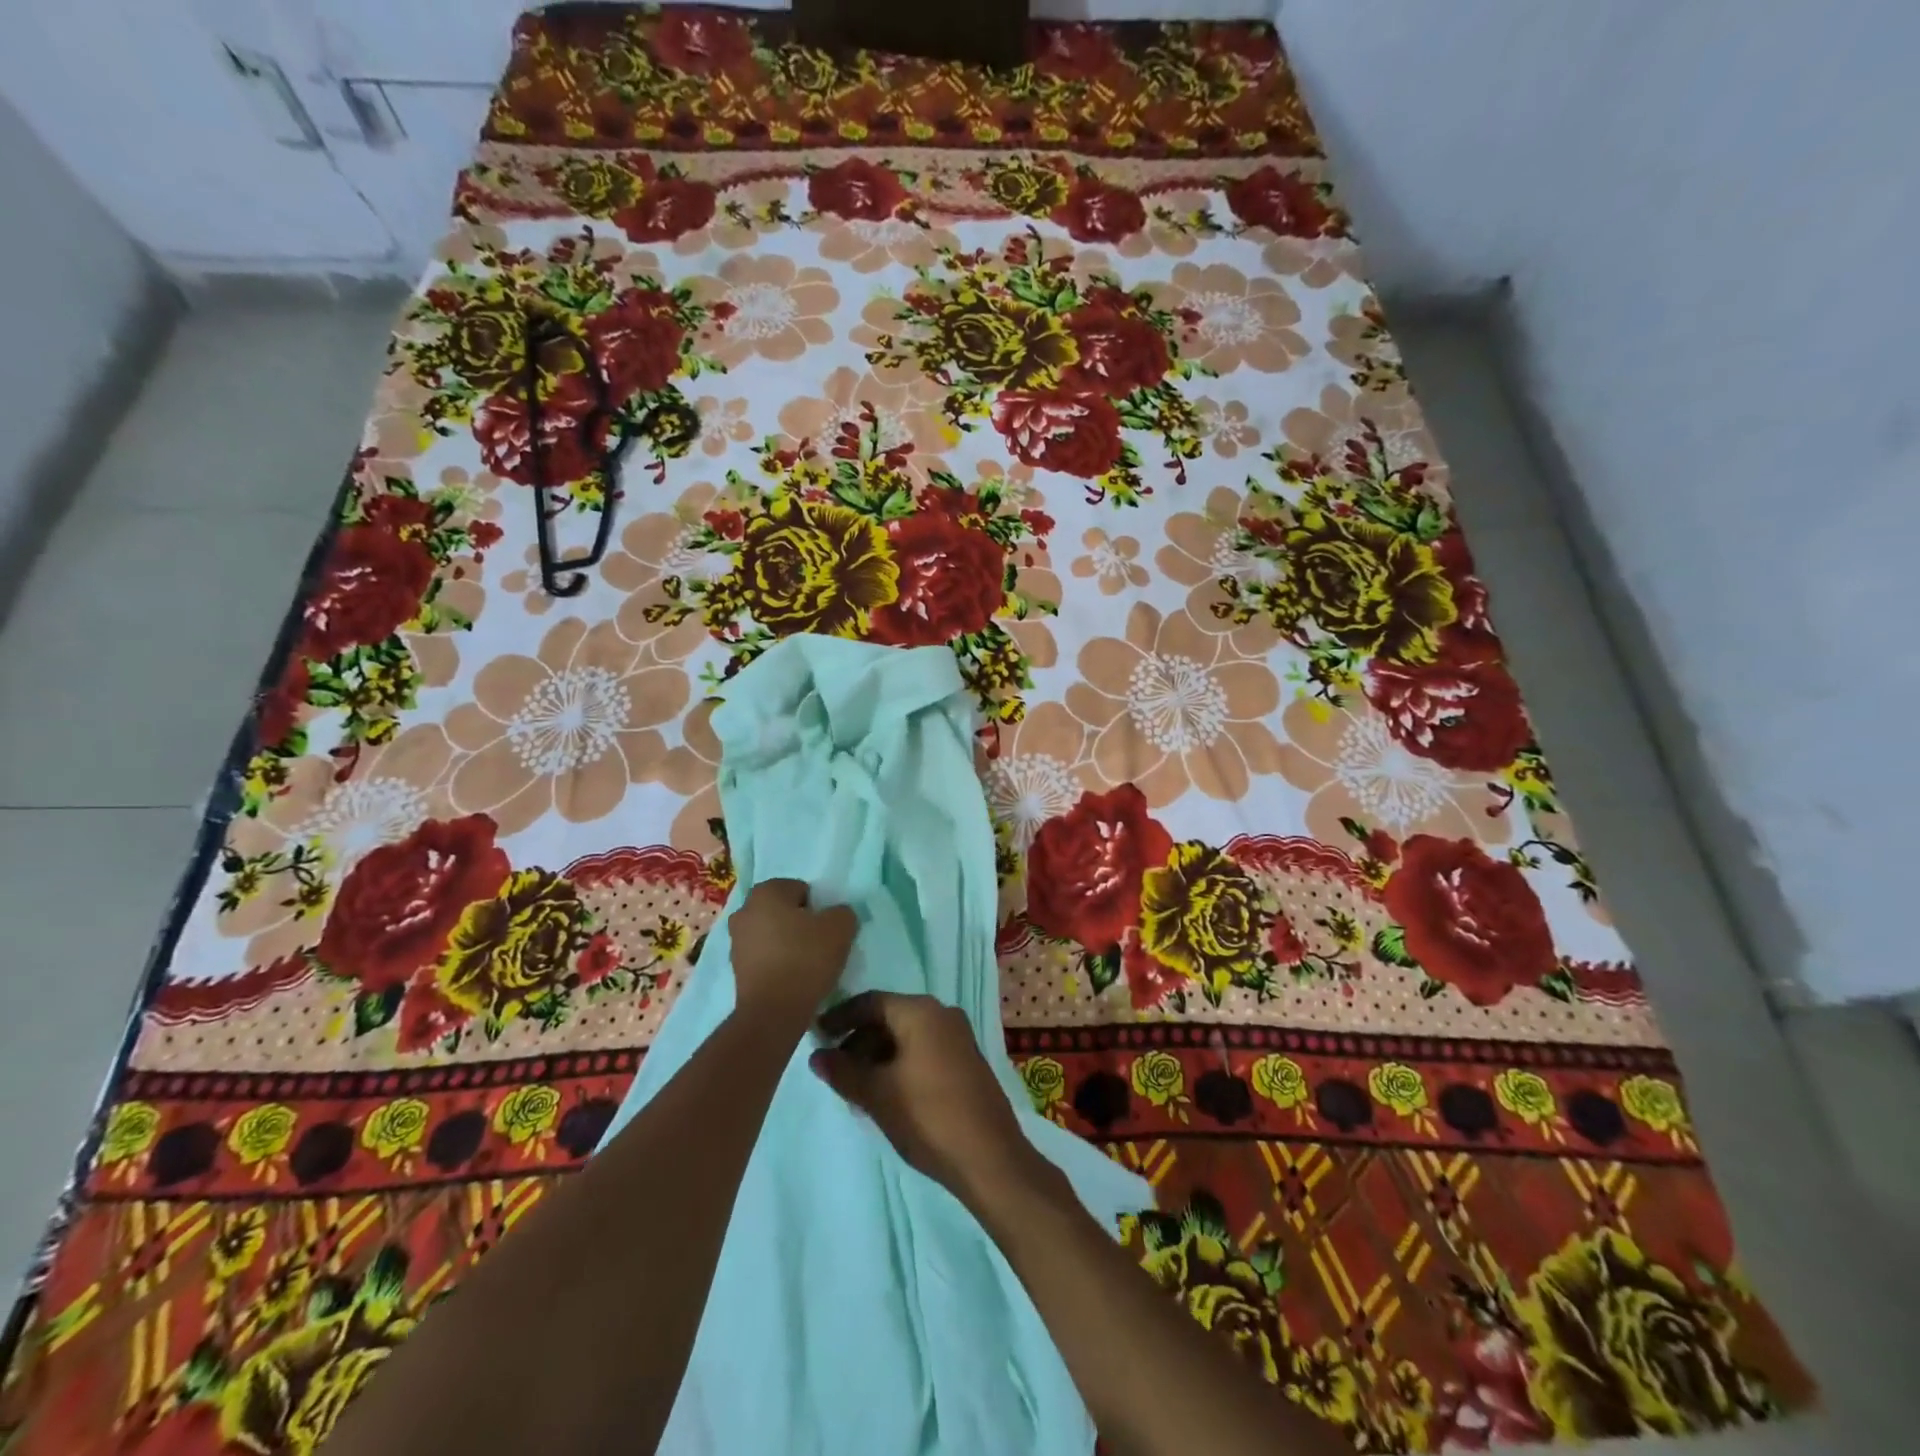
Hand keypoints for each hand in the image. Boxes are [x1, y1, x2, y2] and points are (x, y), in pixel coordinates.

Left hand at [727, 879, 857, 1030]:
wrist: (773, 1011)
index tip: (826, 928)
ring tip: (807, 964)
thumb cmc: (806, 959)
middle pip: (782, 911)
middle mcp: (744, 910)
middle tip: (819, 943)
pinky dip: (776, 962)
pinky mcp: (735, 968)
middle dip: (799, 923)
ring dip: (786, 943)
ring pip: (771, 933)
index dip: (817, 907)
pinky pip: (763, 956)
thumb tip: (836, 915)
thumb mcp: (840, 927)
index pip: (800, 889)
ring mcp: (735, 940)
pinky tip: (792, 978)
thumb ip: (842, 912)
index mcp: (766, 891)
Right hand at [809, 992, 1046, 1210]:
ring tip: (856, 1088)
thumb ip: (843, 1071)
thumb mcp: (876, 1094)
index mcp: (920, 1011)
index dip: (840, 1017)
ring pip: (906, 1035)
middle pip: (888, 1016)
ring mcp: (957, 1035)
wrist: (989, 1157)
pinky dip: (899, 1063)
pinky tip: (886, 1092)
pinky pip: (923, 1048)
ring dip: (878, 1055)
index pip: (870, 1001)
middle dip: (858, 1040)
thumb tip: (817, 1056)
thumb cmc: (928, 1116)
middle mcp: (941, 1013)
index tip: (816, 1036)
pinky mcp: (965, 1059)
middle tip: (835, 1070)